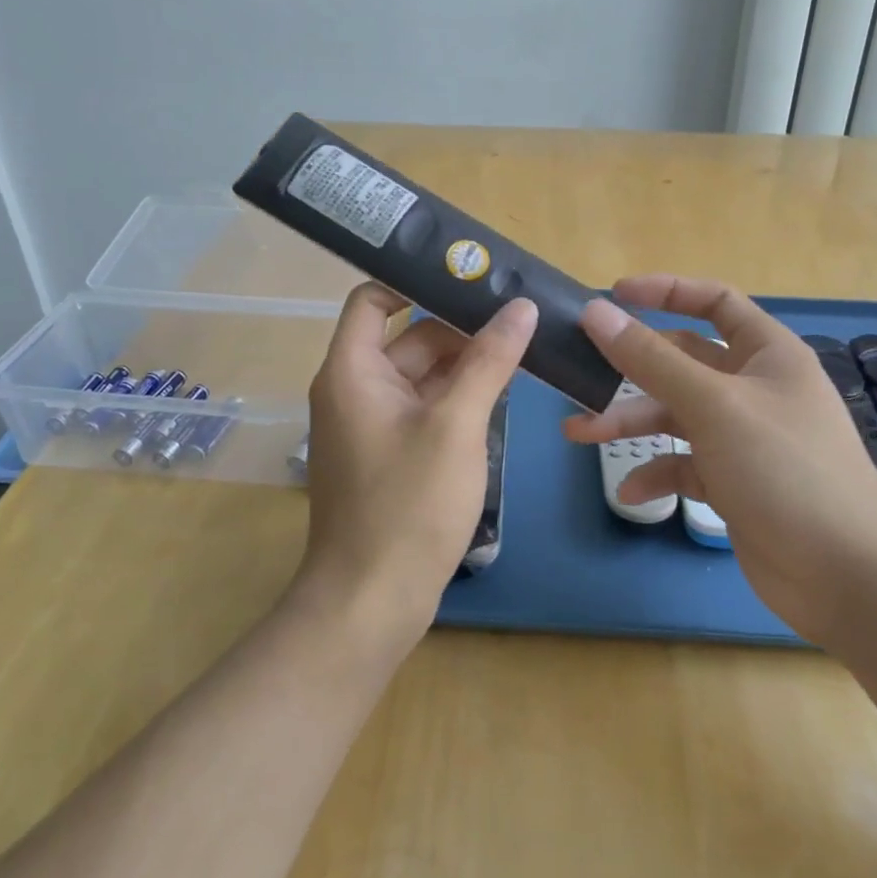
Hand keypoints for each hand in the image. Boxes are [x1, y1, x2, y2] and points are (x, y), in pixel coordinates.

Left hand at [297, 282, 537, 649]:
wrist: (372, 602)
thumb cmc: (408, 505)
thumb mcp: (456, 425)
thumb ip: (488, 361)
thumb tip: (521, 307)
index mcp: (352, 370)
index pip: (373, 298)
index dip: (415, 280)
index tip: (469, 275)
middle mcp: (355, 389)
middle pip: (409, 337)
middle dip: (461, 327)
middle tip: (520, 315)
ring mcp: (373, 425)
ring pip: (422, 376)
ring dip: (466, 365)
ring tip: (524, 350)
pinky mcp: (391, 454)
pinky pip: (425, 409)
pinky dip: (458, 399)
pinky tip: (503, 396)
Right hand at [562, 275, 876, 647]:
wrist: (847, 576)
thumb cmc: (785, 470)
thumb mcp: (713, 406)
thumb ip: (651, 359)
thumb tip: (597, 312)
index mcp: (766, 353)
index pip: (714, 301)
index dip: (665, 292)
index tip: (612, 297)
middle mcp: (755, 388)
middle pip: (683, 361)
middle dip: (632, 368)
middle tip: (580, 374)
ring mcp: (744, 437)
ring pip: (676, 415)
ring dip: (630, 422)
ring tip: (578, 433)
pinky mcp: (734, 481)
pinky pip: (685, 464)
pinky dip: (657, 473)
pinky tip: (631, 493)